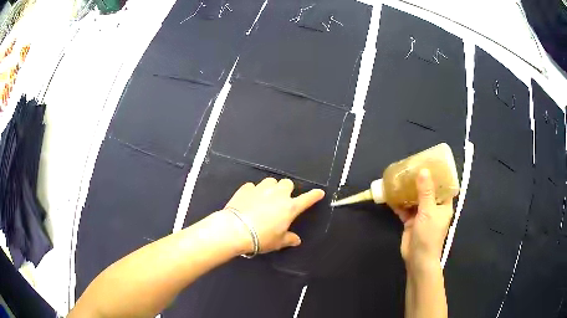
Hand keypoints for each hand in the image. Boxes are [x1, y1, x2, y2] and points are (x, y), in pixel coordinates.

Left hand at [223, 177, 324, 253]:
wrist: (236, 229)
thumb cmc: (262, 238)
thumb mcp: (278, 242)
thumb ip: (289, 239)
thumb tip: (296, 240)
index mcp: (289, 207)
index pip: (307, 199)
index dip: (314, 195)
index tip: (319, 192)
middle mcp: (277, 194)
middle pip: (287, 183)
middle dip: (287, 189)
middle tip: (282, 199)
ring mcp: (261, 189)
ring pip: (270, 181)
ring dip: (271, 188)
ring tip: (265, 197)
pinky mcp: (246, 188)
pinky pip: (253, 186)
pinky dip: (253, 191)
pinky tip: (249, 199)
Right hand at [394, 169, 453, 271]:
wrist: (417, 258)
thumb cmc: (429, 235)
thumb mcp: (429, 211)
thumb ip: (425, 191)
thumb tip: (423, 170)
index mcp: (443, 204)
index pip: (444, 186)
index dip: (439, 174)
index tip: (430, 163)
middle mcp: (434, 207)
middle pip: (428, 190)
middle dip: (420, 180)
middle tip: (411, 167)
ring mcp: (422, 214)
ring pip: (415, 198)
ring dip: (408, 191)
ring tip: (400, 178)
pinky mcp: (411, 221)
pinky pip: (405, 208)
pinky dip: (399, 203)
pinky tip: (391, 195)